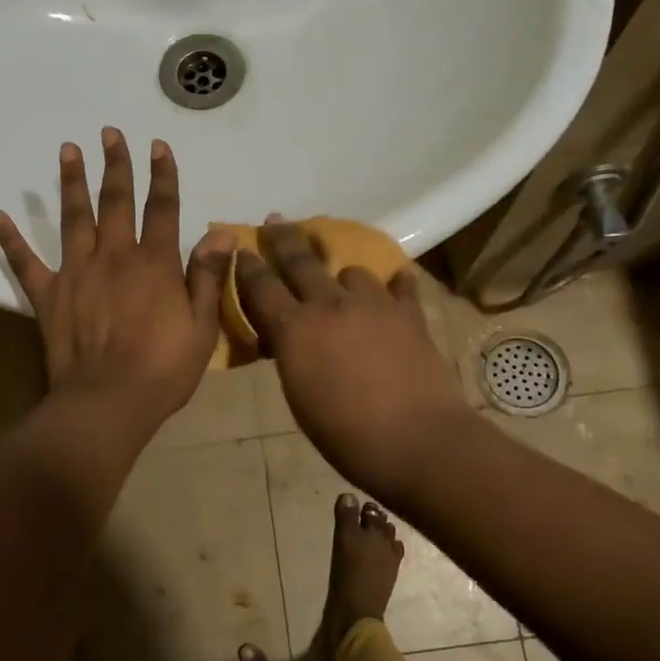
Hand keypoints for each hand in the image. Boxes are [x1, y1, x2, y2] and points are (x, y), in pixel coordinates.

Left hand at [0, 130, 233, 436]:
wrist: (108, 402)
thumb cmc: (163, 369)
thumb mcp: (201, 326)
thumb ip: (206, 276)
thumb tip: (220, 232)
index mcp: (155, 263)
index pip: (163, 208)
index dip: (163, 175)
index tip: (158, 145)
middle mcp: (115, 256)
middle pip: (116, 201)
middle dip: (116, 164)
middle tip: (110, 132)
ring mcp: (77, 272)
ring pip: (74, 217)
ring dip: (72, 182)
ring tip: (68, 149)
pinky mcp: (48, 295)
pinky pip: (25, 262)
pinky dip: (10, 238)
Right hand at [237, 219, 475, 504]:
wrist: (417, 440)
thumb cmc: (346, 434)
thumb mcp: (299, 397)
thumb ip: (290, 356)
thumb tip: (287, 339)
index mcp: (296, 329)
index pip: (262, 288)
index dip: (248, 266)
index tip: (241, 247)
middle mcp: (331, 305)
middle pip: (301, 261)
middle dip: (284, 239)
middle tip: (276, 220)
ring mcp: (374, 305)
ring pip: (352, 272)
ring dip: (341, 274)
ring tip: (342, 280)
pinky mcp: (410, 314)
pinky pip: (400, 286)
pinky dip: (394, 284)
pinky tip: (396, 283)